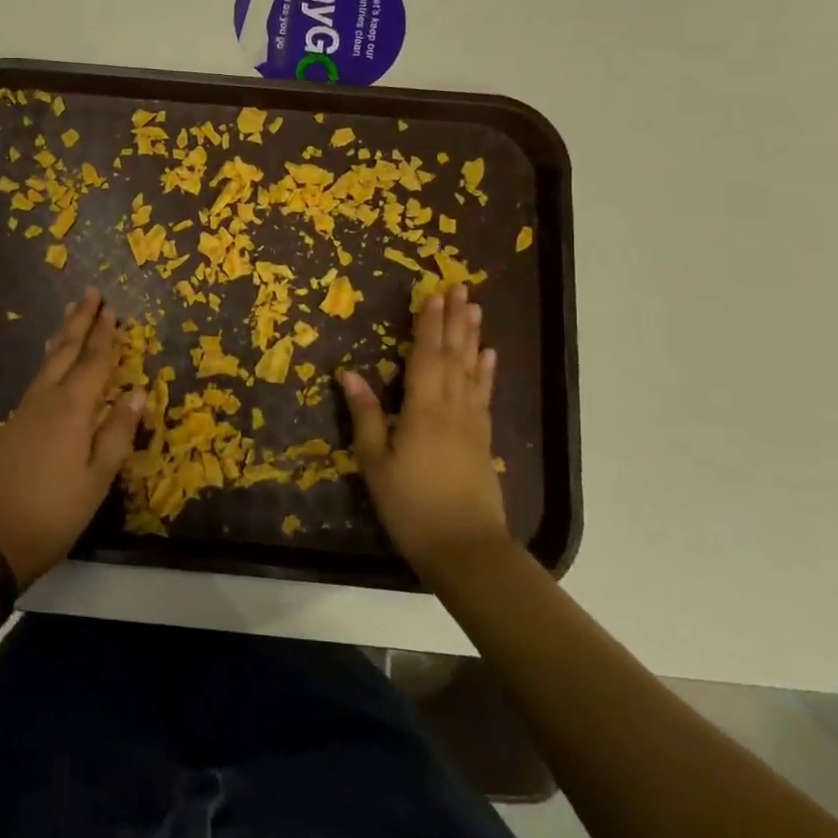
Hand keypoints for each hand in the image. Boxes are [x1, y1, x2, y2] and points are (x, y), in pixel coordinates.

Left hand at [0, 289, 145, 585]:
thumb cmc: (53, 512)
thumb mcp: (97, 478)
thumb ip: (118, 432)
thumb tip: (139, 392)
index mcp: (72, 408)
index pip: (95, 362)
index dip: (105, 335)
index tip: (112, 309)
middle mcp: (47, 399)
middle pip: (66, 351)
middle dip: (80, 322)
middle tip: (90, 294)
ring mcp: (25, 411)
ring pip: (48, 362)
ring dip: (63, 335)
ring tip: (71, 315)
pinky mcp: (12, 425)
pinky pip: (38, 378)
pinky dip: (50, 359)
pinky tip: (52, 362)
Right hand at [339, 284, 508, 583]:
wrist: (466, 549)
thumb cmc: (411, 506)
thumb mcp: (376, 463)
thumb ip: (366, 416)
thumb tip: (348, 374)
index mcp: (423, 409)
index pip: (426, 356)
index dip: (428, 324)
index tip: (433, 293)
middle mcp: (452, 408)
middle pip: (454, 355)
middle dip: (454, 320)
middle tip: (460, 288)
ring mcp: (472, 424)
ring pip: (472, 370)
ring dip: (473, 337)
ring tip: (475, 309)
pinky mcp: (483, 441)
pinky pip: (484, 395)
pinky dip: (486, 372)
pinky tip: (489, 356)